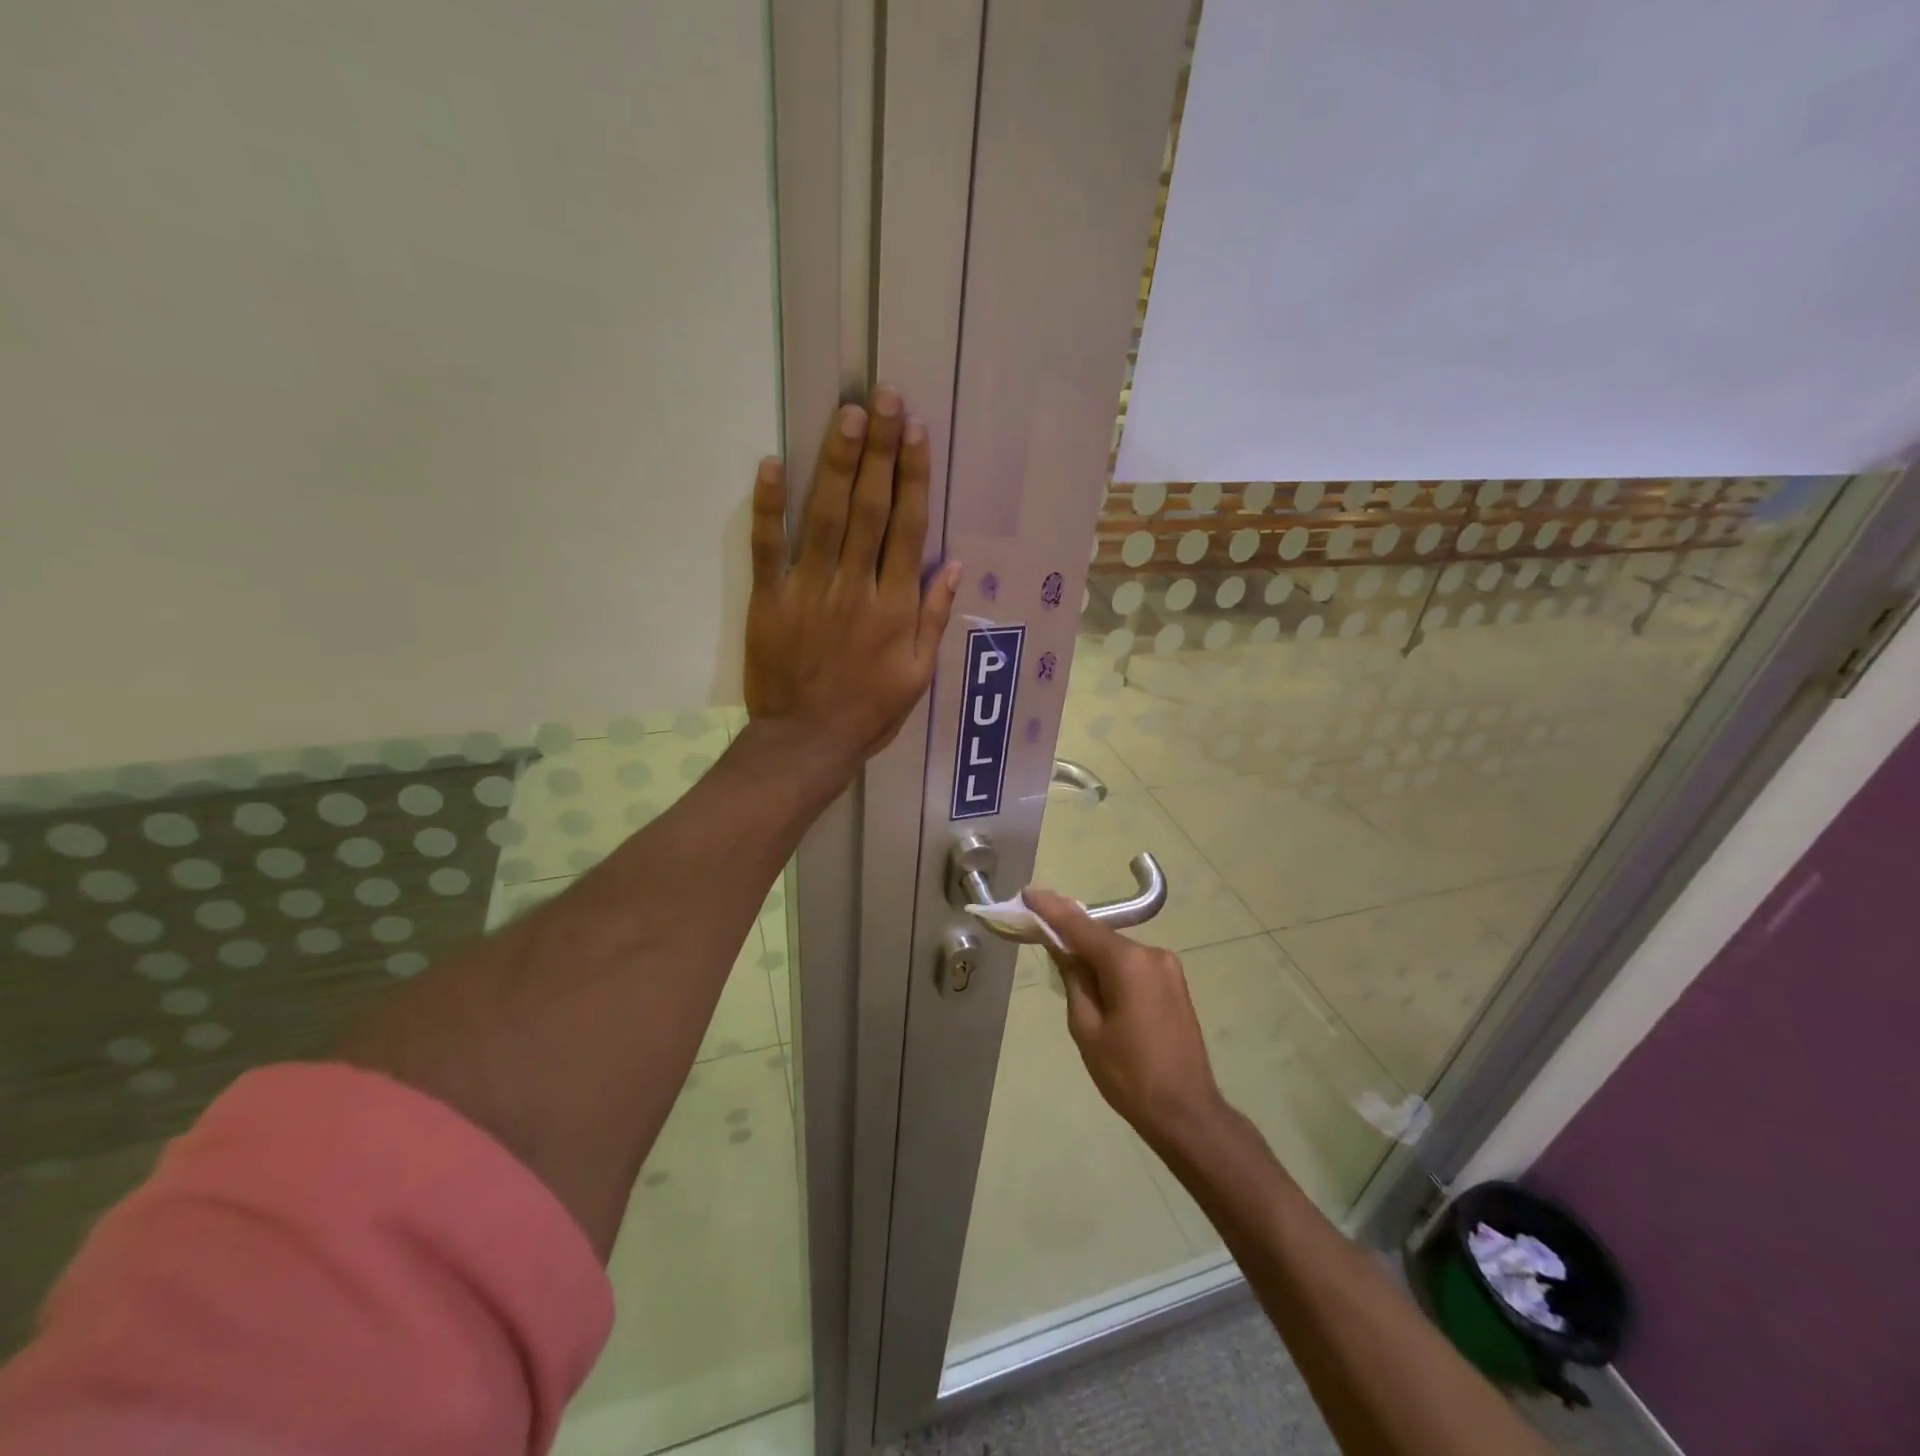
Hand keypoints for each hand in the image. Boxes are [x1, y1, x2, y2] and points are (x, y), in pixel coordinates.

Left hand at [745, 385, 960, 772]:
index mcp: (895, 607)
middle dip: (881, 451)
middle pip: (871, 509)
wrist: (805, 743)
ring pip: (826, 517)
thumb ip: (933, 619)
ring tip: (849, 415)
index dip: (914, 478)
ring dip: (838, 463)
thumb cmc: (868, 712)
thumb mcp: (918, 676)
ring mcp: (809, 590)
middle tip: (885, 397)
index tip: (917, 433)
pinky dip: (769, 506)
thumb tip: (953, 566)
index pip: (909, 529)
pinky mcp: (769, 599)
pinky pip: (767, 547)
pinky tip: (773, 463)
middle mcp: (856, 587)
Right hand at [1026, 889, 1227, 1149]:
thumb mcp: (1087, 1028)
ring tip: (1067, 972)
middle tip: (1039, 934)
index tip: (1028, 893)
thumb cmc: (1129, 1075)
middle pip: (1101, 938)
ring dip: (1092, 956)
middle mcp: (1152, 954)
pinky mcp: (1174, 983)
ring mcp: (1168, 967)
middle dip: (1071, 936)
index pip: (1080, 927)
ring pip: (1117, 952)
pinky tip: (1097, 984)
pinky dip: (1112, 968)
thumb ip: (1074, 979)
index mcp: (1129, 962)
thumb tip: (1063, 949)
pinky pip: (1133, 966)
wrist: (1186, 1112)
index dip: (1051, 909)